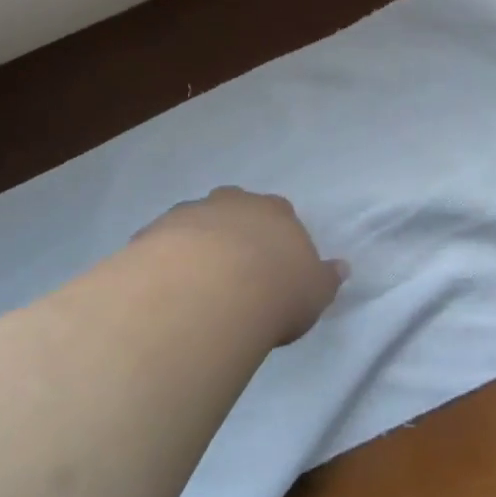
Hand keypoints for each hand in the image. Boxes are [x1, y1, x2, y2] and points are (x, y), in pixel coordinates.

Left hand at [136, 188, 343, 343]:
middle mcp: (234, 203)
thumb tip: (342, 268)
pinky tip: (166, 292)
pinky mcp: (153, 233)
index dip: (275, 240)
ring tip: (195, 287)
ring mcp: (190, 213)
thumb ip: (326, 278)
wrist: (209, 293)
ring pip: (195, 223)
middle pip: (235, 210)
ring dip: (197, 246)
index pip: (280, 215)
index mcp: (276, 211)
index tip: (272, 270)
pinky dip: (165, 261)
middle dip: (234, 233)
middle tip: (233, 273)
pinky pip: (162, 245)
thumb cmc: (274, 291)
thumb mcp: (315, 292)